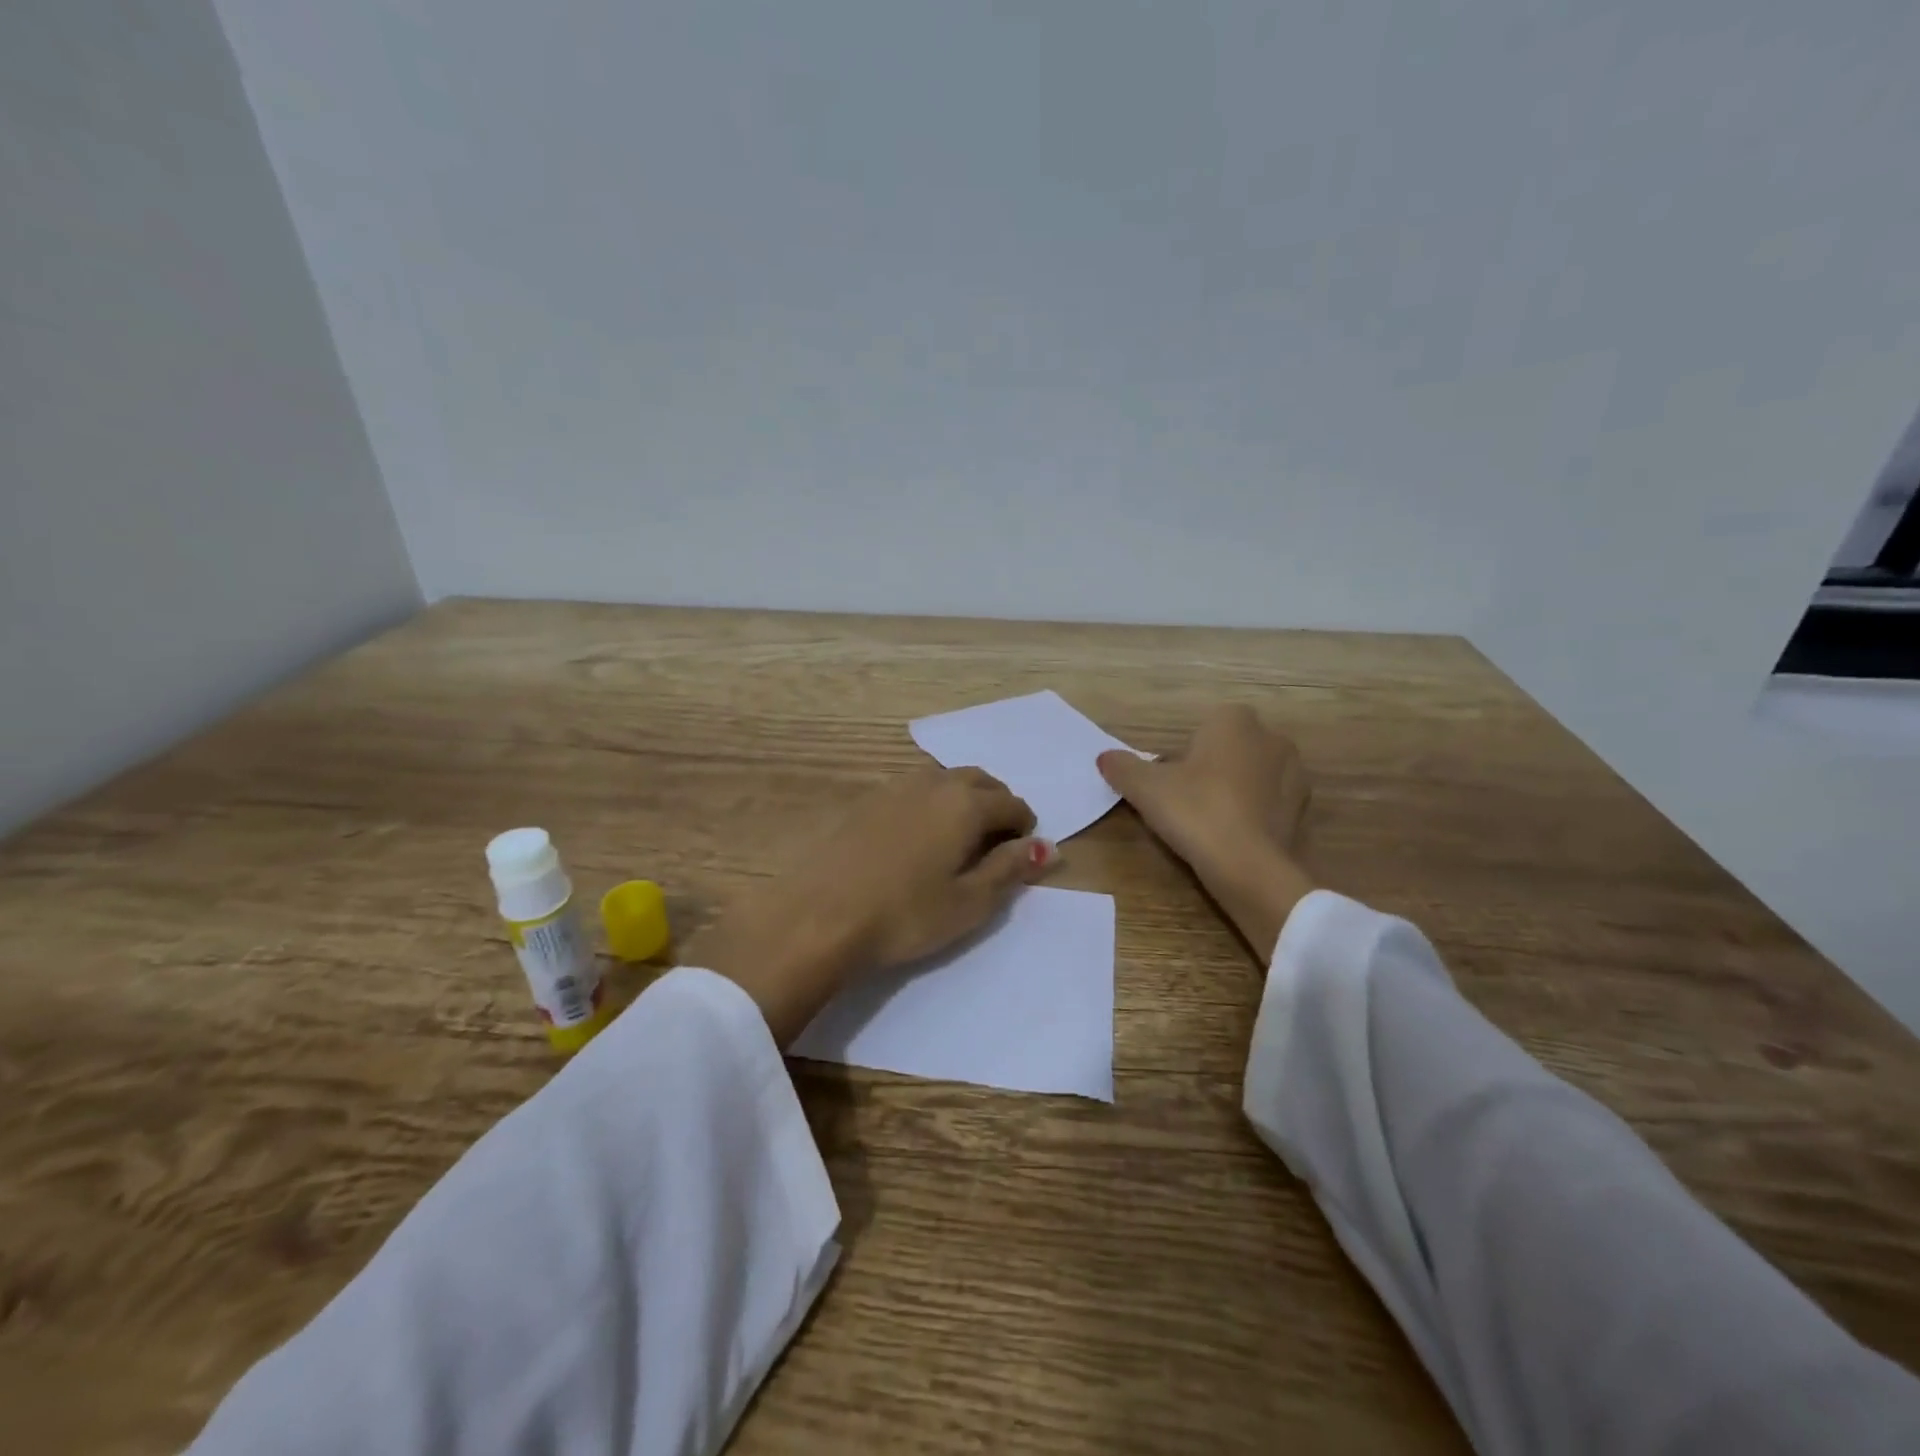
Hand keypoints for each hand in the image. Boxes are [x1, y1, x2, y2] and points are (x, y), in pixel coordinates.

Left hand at [694, 768, 1057, 1044]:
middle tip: (996, 843)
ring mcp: (894, 787)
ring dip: (963, 798)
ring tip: (960, 837)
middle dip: (997, 805)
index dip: (1025, 827)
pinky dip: (931, 802)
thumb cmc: (904, 916)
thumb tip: (1047, 848)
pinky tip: (919, 835)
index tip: (1021, 854)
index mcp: (965, 804)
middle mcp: (932, 783)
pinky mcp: (865, 800)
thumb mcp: (969, 903)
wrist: (819, 916)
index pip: (1011, 804)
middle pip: (980, 781)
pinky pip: (913, 789)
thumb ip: (1010, 869)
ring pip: (944, 779)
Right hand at [1098, 705, 1315, 961]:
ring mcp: (1295, 774)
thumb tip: (1104, 758)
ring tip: (1211, 824)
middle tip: (1187, 802)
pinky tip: (1235, 839)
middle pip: (1231, 749)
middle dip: (1213, 768)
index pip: (1205, 726)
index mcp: (1234, 721)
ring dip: (1236, 791)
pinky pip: (1271, 804)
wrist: (1249, 866)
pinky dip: (1255, 815)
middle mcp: (1272, 738)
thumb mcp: (1146, 789)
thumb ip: (1123, 768)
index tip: (1171, 781)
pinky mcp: (1305, 810)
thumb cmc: (1196, 811)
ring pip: (1254, 775)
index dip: (1185, 753)